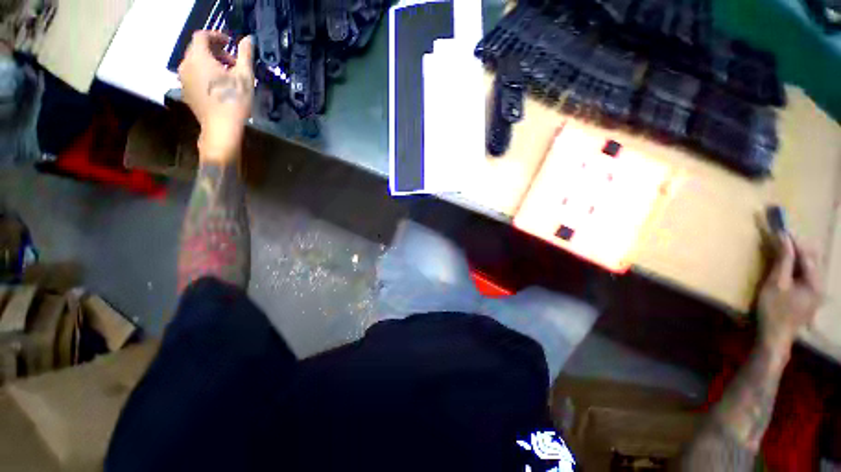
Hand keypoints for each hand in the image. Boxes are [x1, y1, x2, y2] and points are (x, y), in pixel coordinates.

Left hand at [178, 31, 253, 161]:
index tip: (230, 43)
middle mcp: (186, 64)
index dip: (216, 36)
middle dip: (215, 51)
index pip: (202, 36)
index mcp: (199, 57)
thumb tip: (248, 39)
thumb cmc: (234, 101)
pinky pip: (193, 75)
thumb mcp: (245, 77)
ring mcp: (183, 79)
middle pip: (197, 49)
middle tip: (232, 62)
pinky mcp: (186, 91)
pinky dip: (204, 74)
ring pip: (195, 62)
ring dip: (210, 63)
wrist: (221, 128)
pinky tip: (218, 86)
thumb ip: (245, 55)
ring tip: (226, 75)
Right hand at [757, 232, 821, 350]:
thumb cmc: (774, 309)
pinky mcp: (809, 297)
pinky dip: (796, 267)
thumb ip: (783, 261)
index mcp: (815, 282)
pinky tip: (787, 268)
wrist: (775, 336)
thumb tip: (784, 238)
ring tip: (783, 250)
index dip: (794, 241)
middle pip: (812, 260)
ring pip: (809, 268)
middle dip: (798, 248)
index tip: (782, 229)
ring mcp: (816, 293)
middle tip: (781, 239)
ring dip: (797, 257)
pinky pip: (805, 276)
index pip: (807, 255)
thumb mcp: (775, 283)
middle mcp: (820, 285)